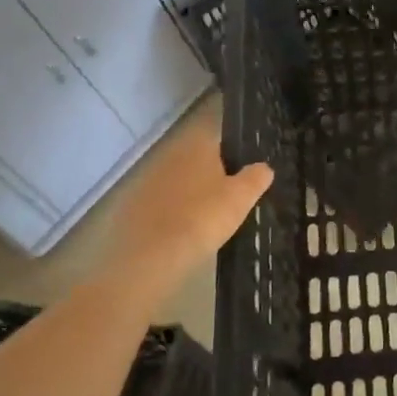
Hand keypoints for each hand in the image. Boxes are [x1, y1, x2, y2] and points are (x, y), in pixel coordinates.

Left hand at [94, 118, 272, 301]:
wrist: (150, 256)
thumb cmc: (203, 218)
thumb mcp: (242, 198)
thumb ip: (256, 177)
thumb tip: (263, 167)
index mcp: (197, 145)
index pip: (220, 139)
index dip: (235, 154)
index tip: (246, 174)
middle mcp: (169, 154)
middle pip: (198, 159)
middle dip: (213, 175)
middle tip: (231, 199)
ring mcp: (148, 179)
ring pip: (178, 181)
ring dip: (191, 194)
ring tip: (208, 219)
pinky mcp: (132, 204)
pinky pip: (161, 203)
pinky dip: (172, 212)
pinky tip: (183, 233)